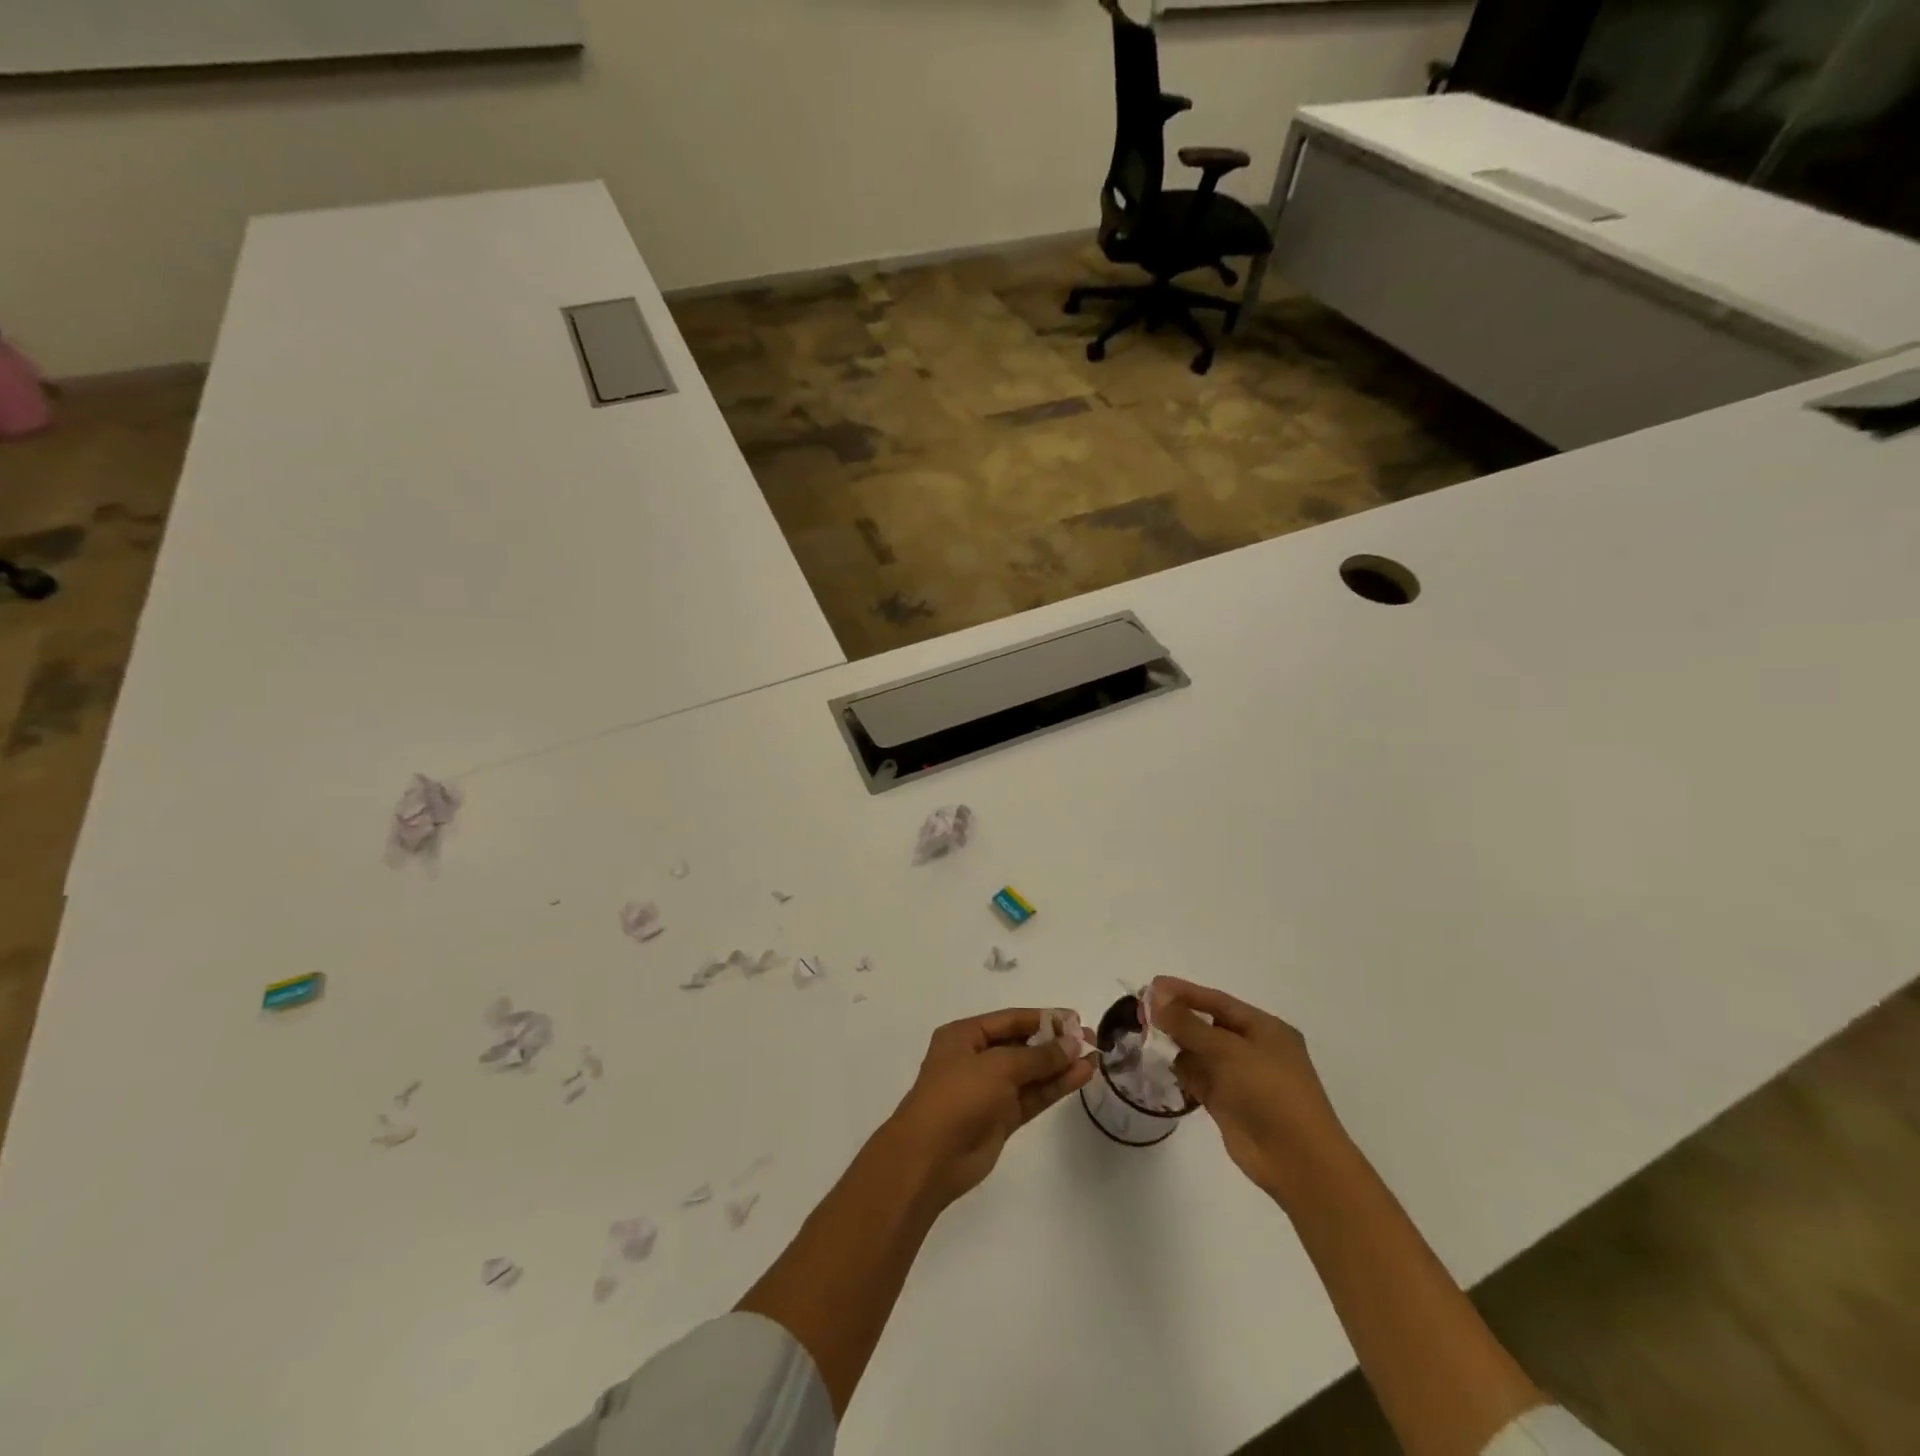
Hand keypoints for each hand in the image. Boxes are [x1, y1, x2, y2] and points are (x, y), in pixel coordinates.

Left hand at [884, 1008, 1093, 1208]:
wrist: (930, 1158)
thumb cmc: (958, 1096)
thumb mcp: (998, 1067)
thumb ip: (1038, 1056)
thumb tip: (1072, 1043)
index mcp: (964, 1036)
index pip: (1010, 1020)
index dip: (1043, 1018)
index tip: (1075, 1019)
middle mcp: (977, 1058)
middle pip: (1022, 1044)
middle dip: (1055, 1042)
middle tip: (1091, 1039)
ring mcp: (989, 1090)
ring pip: (1031, 1072)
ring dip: (1060, 1065)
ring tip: (1094, 1058)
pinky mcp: (1001, 1118)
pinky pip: (1032, 1096)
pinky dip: (1055, 1086)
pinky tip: (1080, 1076)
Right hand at [1150, 977, 1350, 1206]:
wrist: (1298, 1162)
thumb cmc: (1270, 1092)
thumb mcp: (1228, 1050)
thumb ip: (1188, 1024)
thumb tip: (1155, 996)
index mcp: (1265, 1029)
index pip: (1218, 1002)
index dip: (1184, 992)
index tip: (1152, 986)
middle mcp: (1252, 1050)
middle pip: (1207, 1025)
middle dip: (1177, 1017)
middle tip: (1141, 1011)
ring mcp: (1240, 1078)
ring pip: (1200, 1052)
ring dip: (1176, 1044)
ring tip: (1144, 1036)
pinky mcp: (1228, 1104)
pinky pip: (1199, 1078)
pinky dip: (1181, 1071)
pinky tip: (1159, 1064)